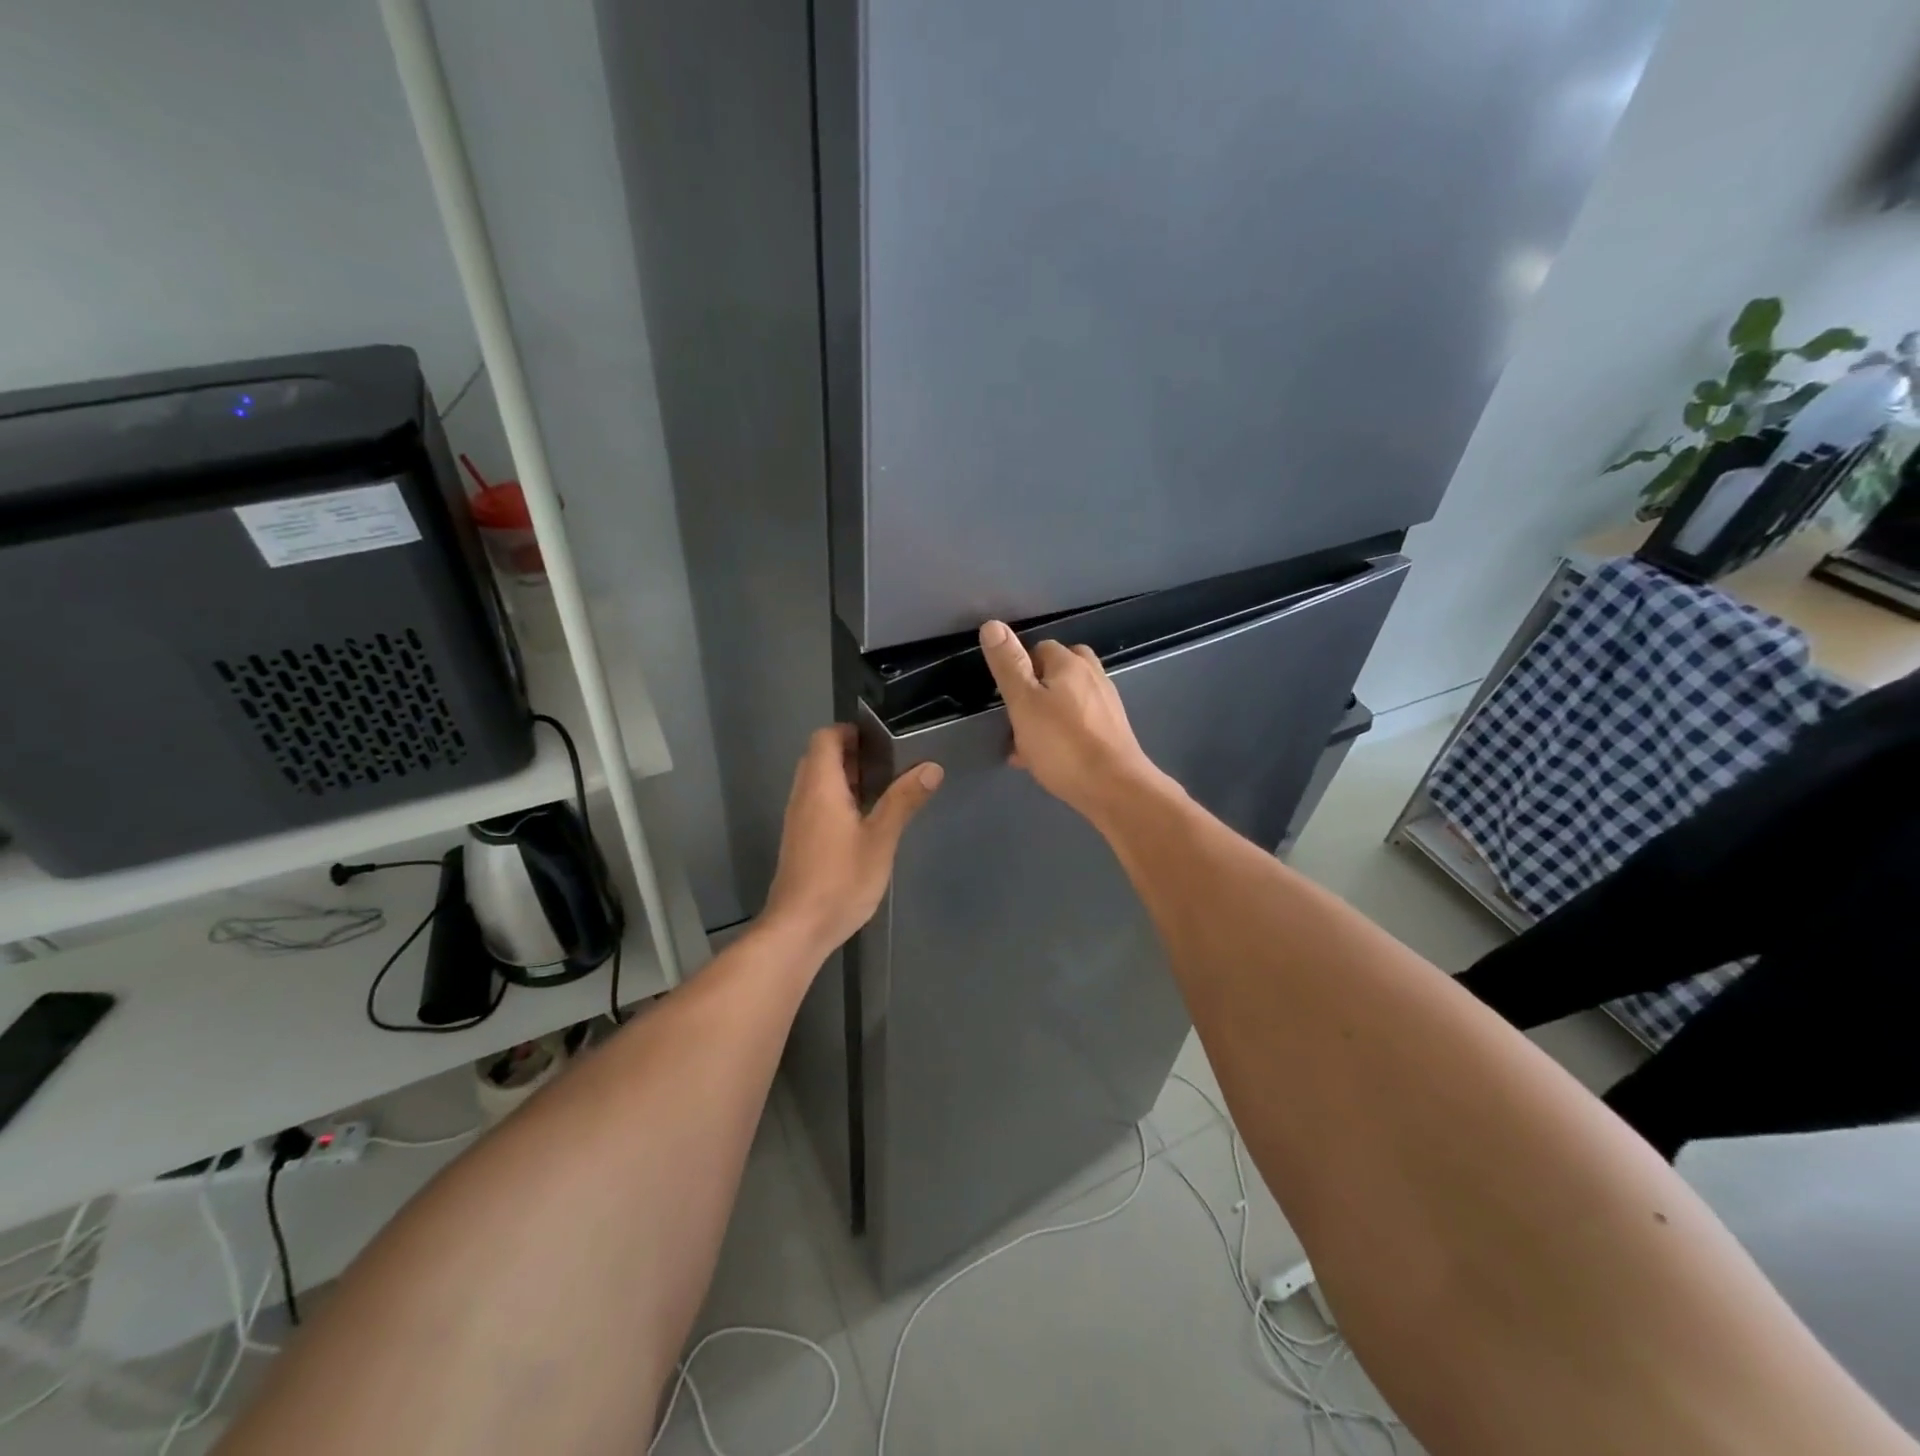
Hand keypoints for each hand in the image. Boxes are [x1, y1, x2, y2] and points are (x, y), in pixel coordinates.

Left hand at [762, 725, 942, 954]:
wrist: (798, 928)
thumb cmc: (840, 880)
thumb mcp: (880, 840)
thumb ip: (903, 800)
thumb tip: (931, 767)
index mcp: (820, 787)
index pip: (824, 739)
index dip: (849, 732)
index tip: (881, 741)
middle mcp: (802, 797)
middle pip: (819, 758)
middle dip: (851, 754)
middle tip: (887, 765)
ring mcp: (797, 820)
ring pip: (817, 782)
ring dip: (845, 778)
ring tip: (882, 790)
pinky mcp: (799, 841)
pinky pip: (816, 804)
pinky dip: (837, 800)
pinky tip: (863, 822)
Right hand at [978, 621, 1169, 823]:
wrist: (1114, 789)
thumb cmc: (1063, 744)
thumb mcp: (1024, 703)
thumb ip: (1008, 665)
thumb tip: (992, 624)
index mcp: (1070, 664)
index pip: (1040, 648)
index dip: (1020, 669)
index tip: (1007, 696)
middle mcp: (1093, 677)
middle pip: (1058, 673)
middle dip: (1036, 690)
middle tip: (1017, 718)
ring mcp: (1107, 706)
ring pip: (1068, 701)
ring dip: (1047, 715)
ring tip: (1027, 744)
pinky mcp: (1112, 733)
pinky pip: (1079, 725)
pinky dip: (1062, 734)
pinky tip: (1049, 760)